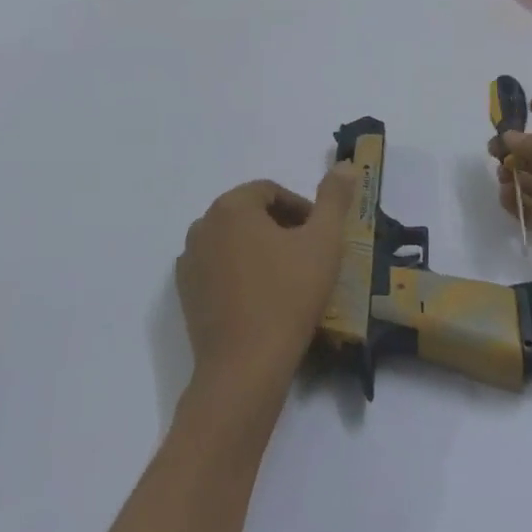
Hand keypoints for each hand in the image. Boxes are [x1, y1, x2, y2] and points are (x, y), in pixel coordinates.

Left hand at [176, 163, 359, 409]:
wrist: (245, 366)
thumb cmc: (288, 296)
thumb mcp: (324, 242)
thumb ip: (334, 198)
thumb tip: (345, 165)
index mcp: (231, 206)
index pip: (271, 192)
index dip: (301, 209)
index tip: (321, 236)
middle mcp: (202, 226)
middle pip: (249, 214)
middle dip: (281, 228)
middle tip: (309, 257)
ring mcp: (189, 261)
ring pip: (233, 242)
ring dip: (261, 250)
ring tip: (289, 279)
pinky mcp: (185, 293)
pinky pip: (219, 269)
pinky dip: (240, 273)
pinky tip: (262, 299)